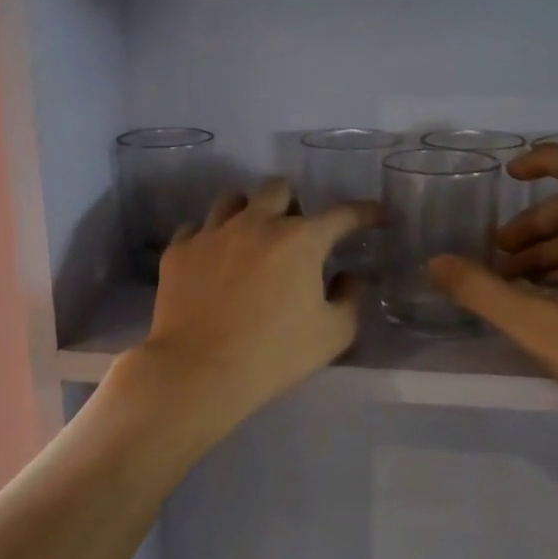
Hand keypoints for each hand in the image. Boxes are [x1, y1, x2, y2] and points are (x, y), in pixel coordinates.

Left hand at [133, 178, 377, 435]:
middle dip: (292, 203)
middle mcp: (256, 223)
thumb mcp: (333, 334)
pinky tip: (211, 262)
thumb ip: (351, 298)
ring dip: (247, 212)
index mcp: (300, 240)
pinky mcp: (180, 250)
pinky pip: (195, 228)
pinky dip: (209, 240)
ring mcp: (212, 233)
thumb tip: (351, 276)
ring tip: (249, 239)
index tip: (377, 216)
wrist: (199, 370)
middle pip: (277, 188)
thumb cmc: (274, 354)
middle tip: (293, 234)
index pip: (342, 214)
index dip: (366, 212)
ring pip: (231, 199)